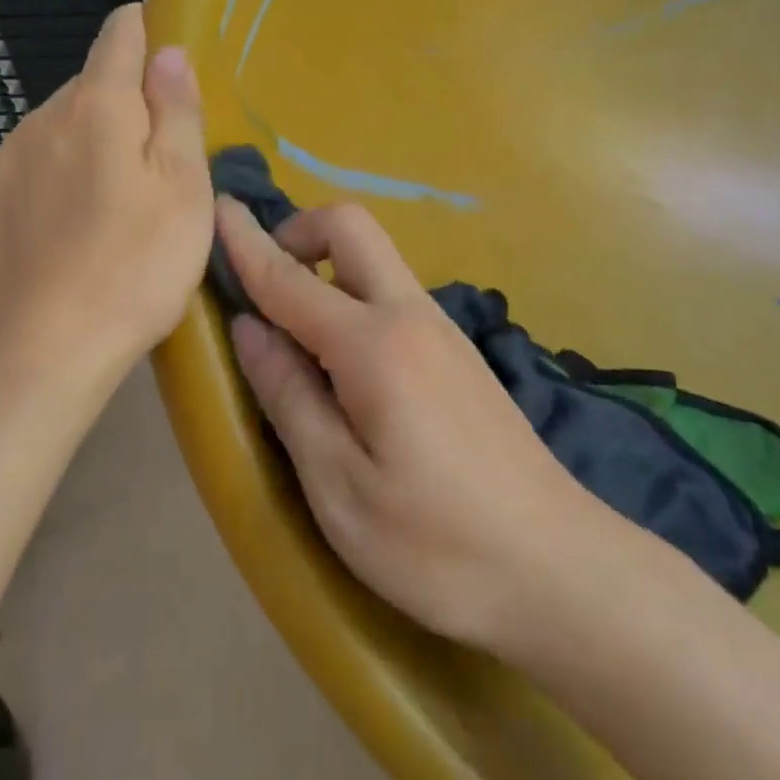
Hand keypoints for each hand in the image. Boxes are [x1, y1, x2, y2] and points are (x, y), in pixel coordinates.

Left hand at [0, 5, 212, 391]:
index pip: (119, 35)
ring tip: (112, 203)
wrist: (44, 348)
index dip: (144, 31)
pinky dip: (57, 172)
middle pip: (92, 85)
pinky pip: (32, 160)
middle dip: (124, 106)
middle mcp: (42, 115)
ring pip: (60, 124)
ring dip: (89, 141)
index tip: (163, 54)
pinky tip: (70, 222)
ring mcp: (6, 156)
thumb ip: (176, 111)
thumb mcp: (183, 188)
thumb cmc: (135, 266)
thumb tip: (167, 51)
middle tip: (154, 164)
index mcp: (97, 105)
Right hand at [216, 198, 605, 657]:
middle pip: (352, 228)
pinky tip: (342, 366)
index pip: (290, 276)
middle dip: (299, 232)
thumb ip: (289, 395)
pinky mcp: (458, 355)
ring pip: (375, 260)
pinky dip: (351, 298)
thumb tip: (249, 328)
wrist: (562, 573)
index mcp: (374, 344)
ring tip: (290, 332)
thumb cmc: (436, 544)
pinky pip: (391, 295)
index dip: (246, 241)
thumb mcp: (338, 485)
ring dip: (326, 266)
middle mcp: (411, 316)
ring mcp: (443, 331)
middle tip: (262, 281)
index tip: (217, 206)